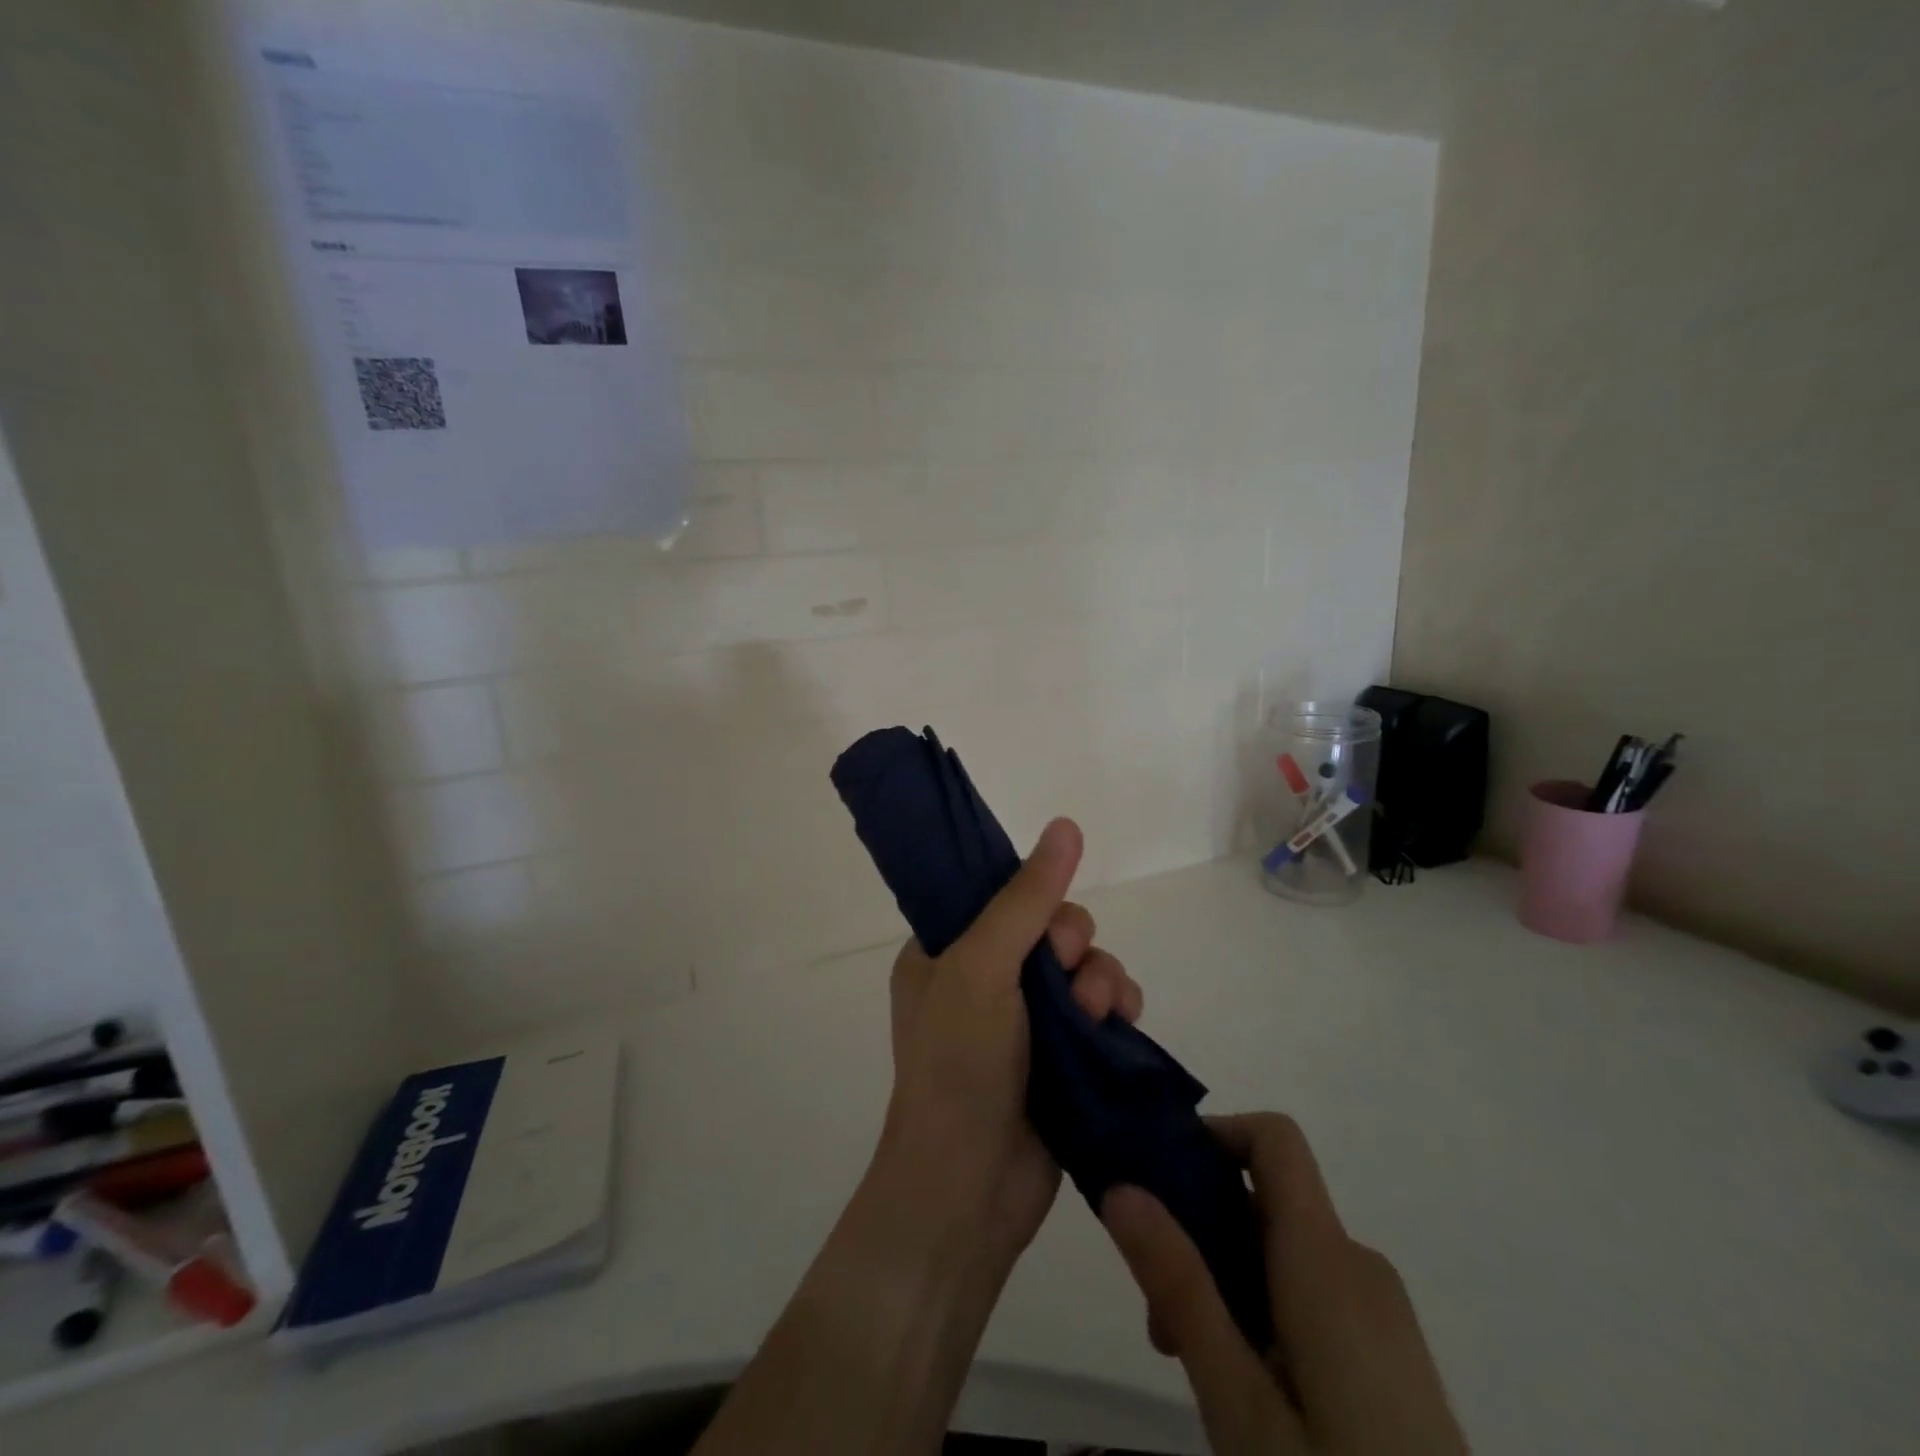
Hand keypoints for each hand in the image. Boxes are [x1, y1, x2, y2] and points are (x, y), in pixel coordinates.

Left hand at [876, 817, 1143, 1279]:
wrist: (969, 1188)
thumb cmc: (959, 1063)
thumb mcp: (982, 965)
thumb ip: (1026, 897)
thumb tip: (1066, 824)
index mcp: (946, 951)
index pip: (1000, 896)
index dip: (1033, 899)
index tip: (1045, 923)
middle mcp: (984, 978)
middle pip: (1052, 928)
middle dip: (1072, 944)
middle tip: (1067, 971)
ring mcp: (1026, 1019)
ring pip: (1084, 965)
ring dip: (1100, 979)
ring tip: (1095, 1013)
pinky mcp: (1063, 1056)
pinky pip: (1103, 1008)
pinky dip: (1116, 1009)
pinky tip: (1117, 1025)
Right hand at [1102, 1114, 1467, 1455]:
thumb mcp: (1239, 1401)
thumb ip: (1180, 1285)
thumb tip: (1121, 1186)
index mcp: (1326, 1257)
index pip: (1274, 1138)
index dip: (1215, 1134)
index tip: (1158, 1178)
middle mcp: (1358, 1263)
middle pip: (1263, 1200)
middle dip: (1199, 1232)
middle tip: (1157, 1319)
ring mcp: (1380, 1312)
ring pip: (1281, 1251)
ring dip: (1224, 1279)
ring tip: (1192, 1367)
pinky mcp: (1390, 1355)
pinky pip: (1311, 1291)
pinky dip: (1262, 1307)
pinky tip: (1247, 1391)